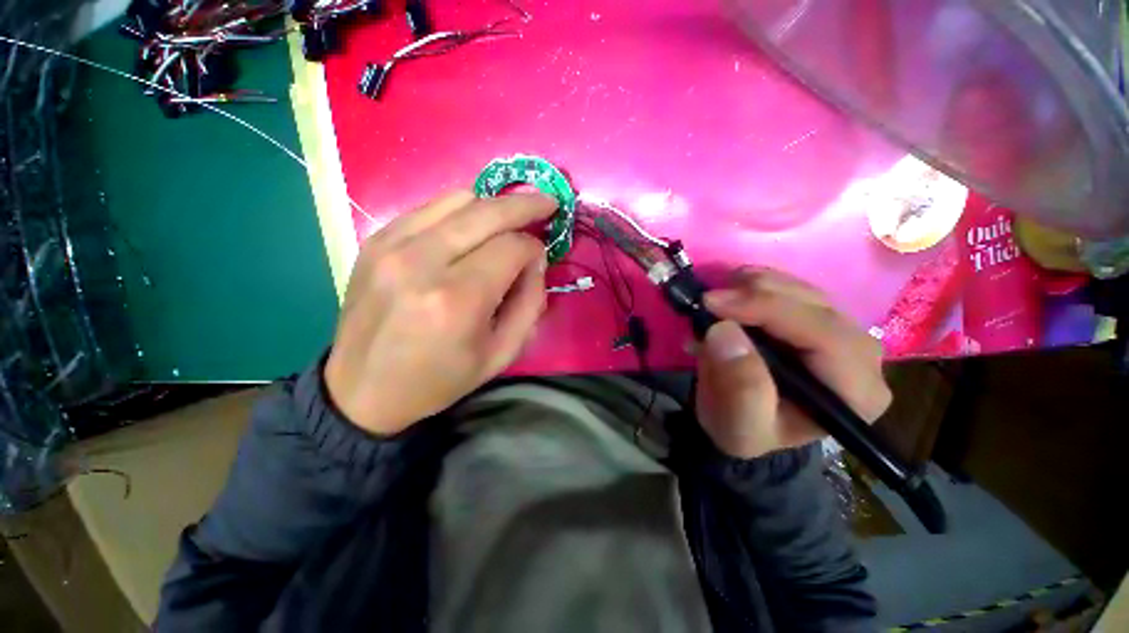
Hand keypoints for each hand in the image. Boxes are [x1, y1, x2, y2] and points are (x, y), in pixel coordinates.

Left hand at [324, 190, 555, 435]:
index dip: (534, 249)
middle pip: (487, 211)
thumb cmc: (439, 379)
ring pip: (459, 199)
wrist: (362, 390)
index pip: (512, 248)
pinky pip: (430, 207)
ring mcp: (392, 245)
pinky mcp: (376, 240)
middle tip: (547, 203)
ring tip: (509, 220)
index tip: (539, 260)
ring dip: (493, 206)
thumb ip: (530, 303)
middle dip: (525, 205)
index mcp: (458, 299)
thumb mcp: (501, 354)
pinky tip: (471, 227)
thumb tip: (535, 261)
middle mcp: (422, 262)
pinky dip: (460, 212)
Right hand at [695, 268, 891, 458]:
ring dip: (752, 286)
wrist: (741, 421)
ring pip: (802, 289)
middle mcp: (861, 357)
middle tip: (708, 300)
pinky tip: (729, 299)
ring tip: (714, 301)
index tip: (713, 303)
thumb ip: (740, 388)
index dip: (768, 310)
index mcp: (856, 394)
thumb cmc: (744, 430)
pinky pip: (789, 288)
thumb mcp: (738, 426)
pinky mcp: (816, 317)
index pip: (825, 336)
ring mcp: (840, 331)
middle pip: (816, 305)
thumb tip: (724, 330)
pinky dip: (753, 286)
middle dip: (757, 294)